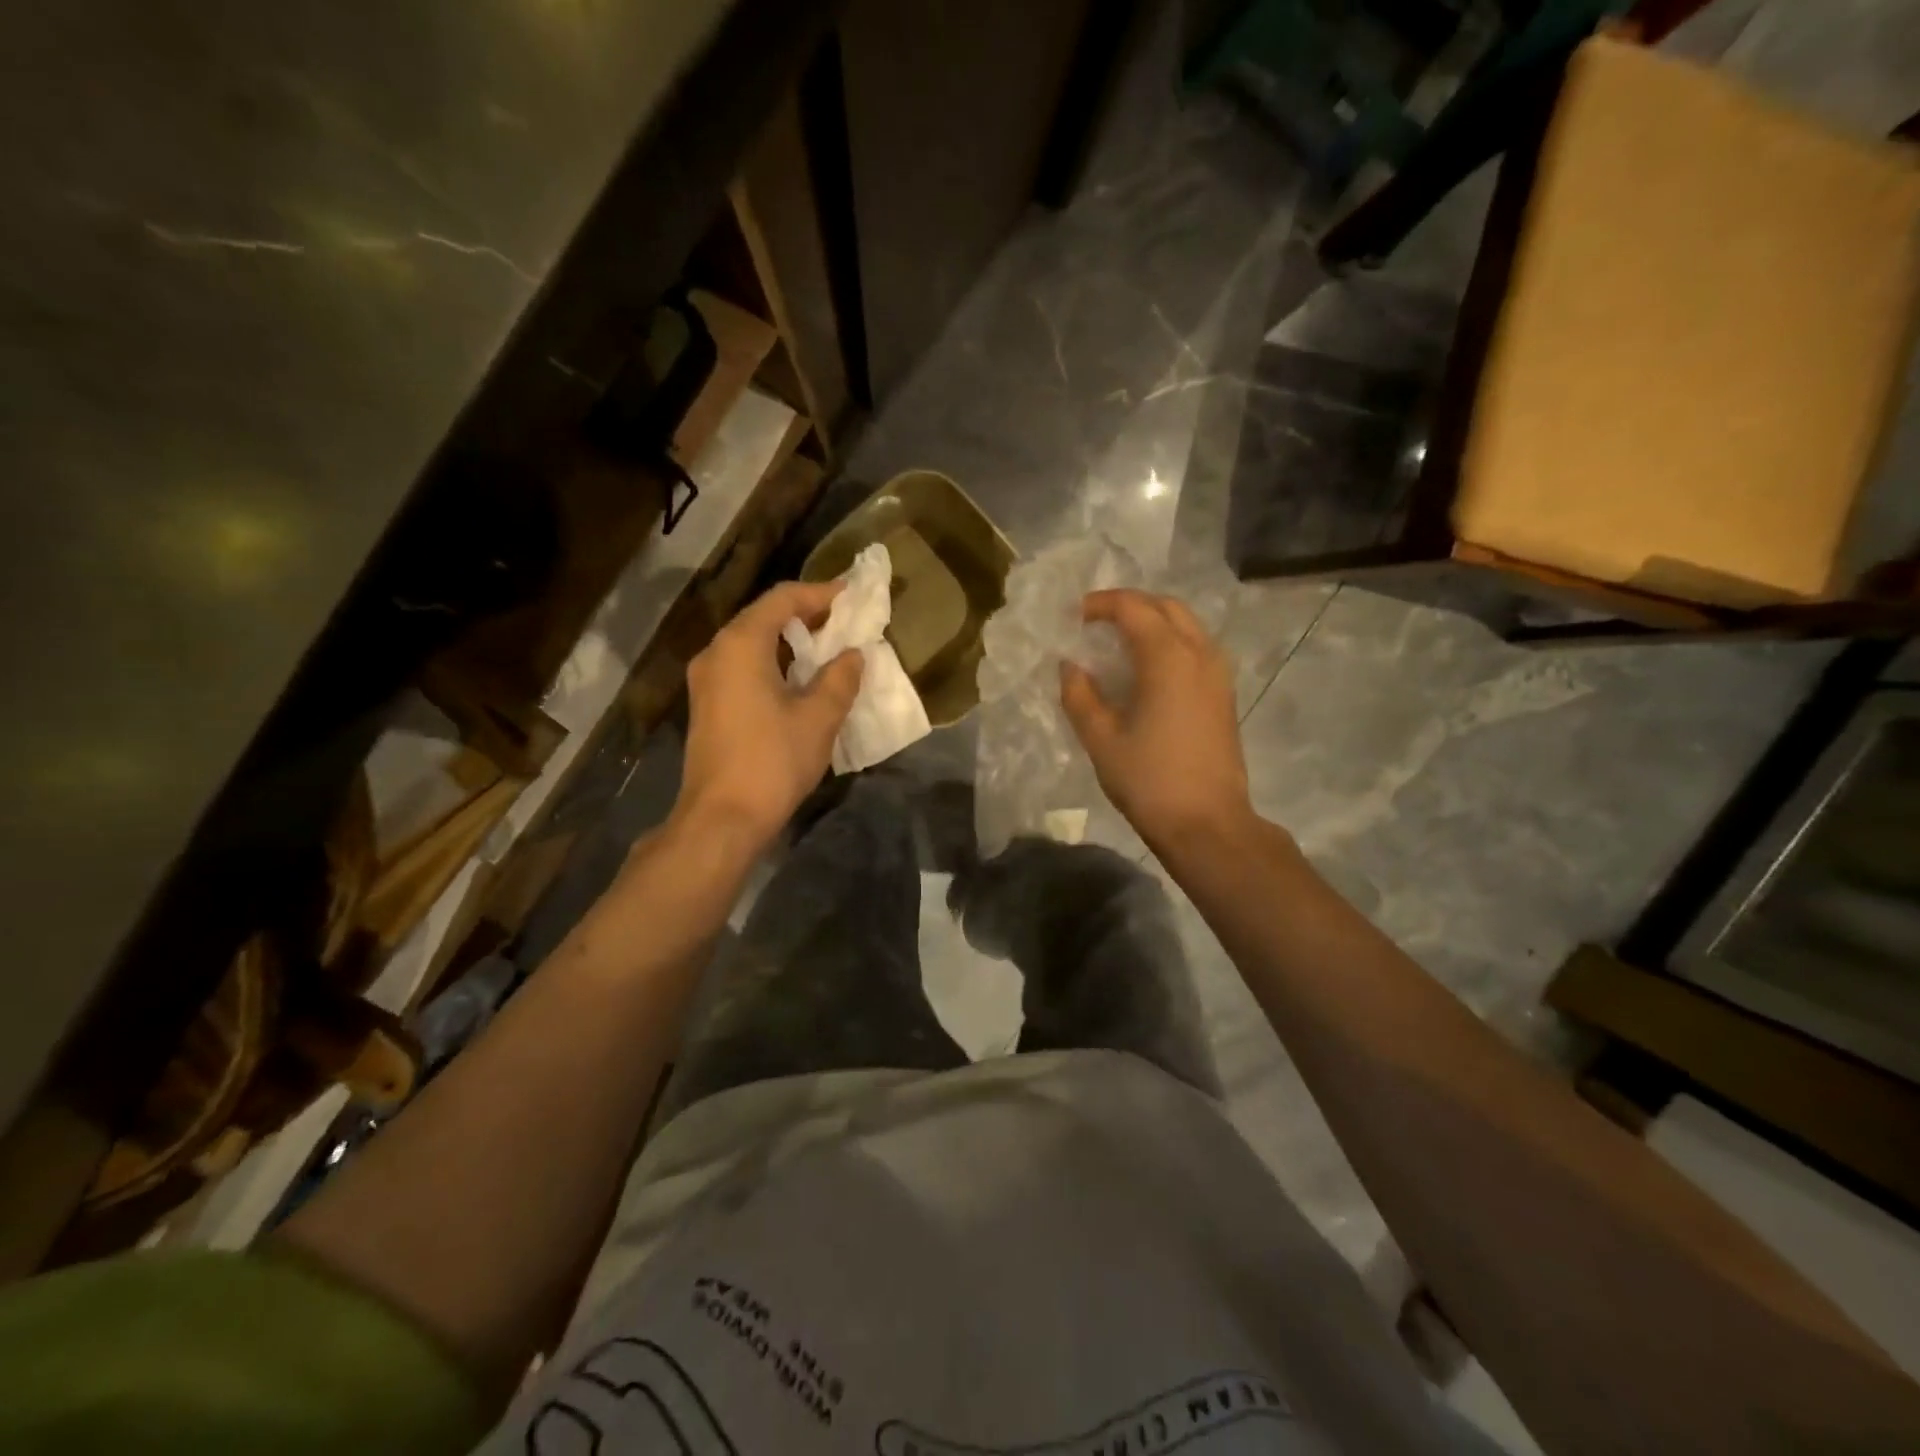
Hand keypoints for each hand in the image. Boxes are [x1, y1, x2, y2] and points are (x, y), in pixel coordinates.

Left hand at [673, 580, 863, 849]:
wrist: (722, 818)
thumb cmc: (773, 760)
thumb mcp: (819, 717)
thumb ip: (840, 678)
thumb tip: (853, 655)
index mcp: (740, 645)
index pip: (782, 599)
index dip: (820, 593)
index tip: (852, 595)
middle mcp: (717, 652)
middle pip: (763, 617)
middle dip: (805, 615)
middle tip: (843, 621)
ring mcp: (707, 680)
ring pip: (751, 643)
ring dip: (789, 641)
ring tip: (827, 648)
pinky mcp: (708, 705)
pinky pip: (743, 666)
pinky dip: (773, 662)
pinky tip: (800, 679)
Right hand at [1060, 588, 1251, 849]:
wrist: (1207, 823)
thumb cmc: (1149, 780)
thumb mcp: (1101, 738)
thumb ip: (1079, 695)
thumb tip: (1070, 666)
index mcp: (1168, 657)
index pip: (1133, 608)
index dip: (1100, 604)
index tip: (1073, 616)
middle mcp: (1199, 653)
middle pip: (1166, 607)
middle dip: (1130, 605)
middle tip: (1096, 621)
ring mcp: (1218, 674)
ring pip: (1186, 625)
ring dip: (1153, 621)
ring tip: (1119, 641)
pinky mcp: (1224, 694)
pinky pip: (1196, 648)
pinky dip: (1170, 642)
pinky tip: (1147, 669)